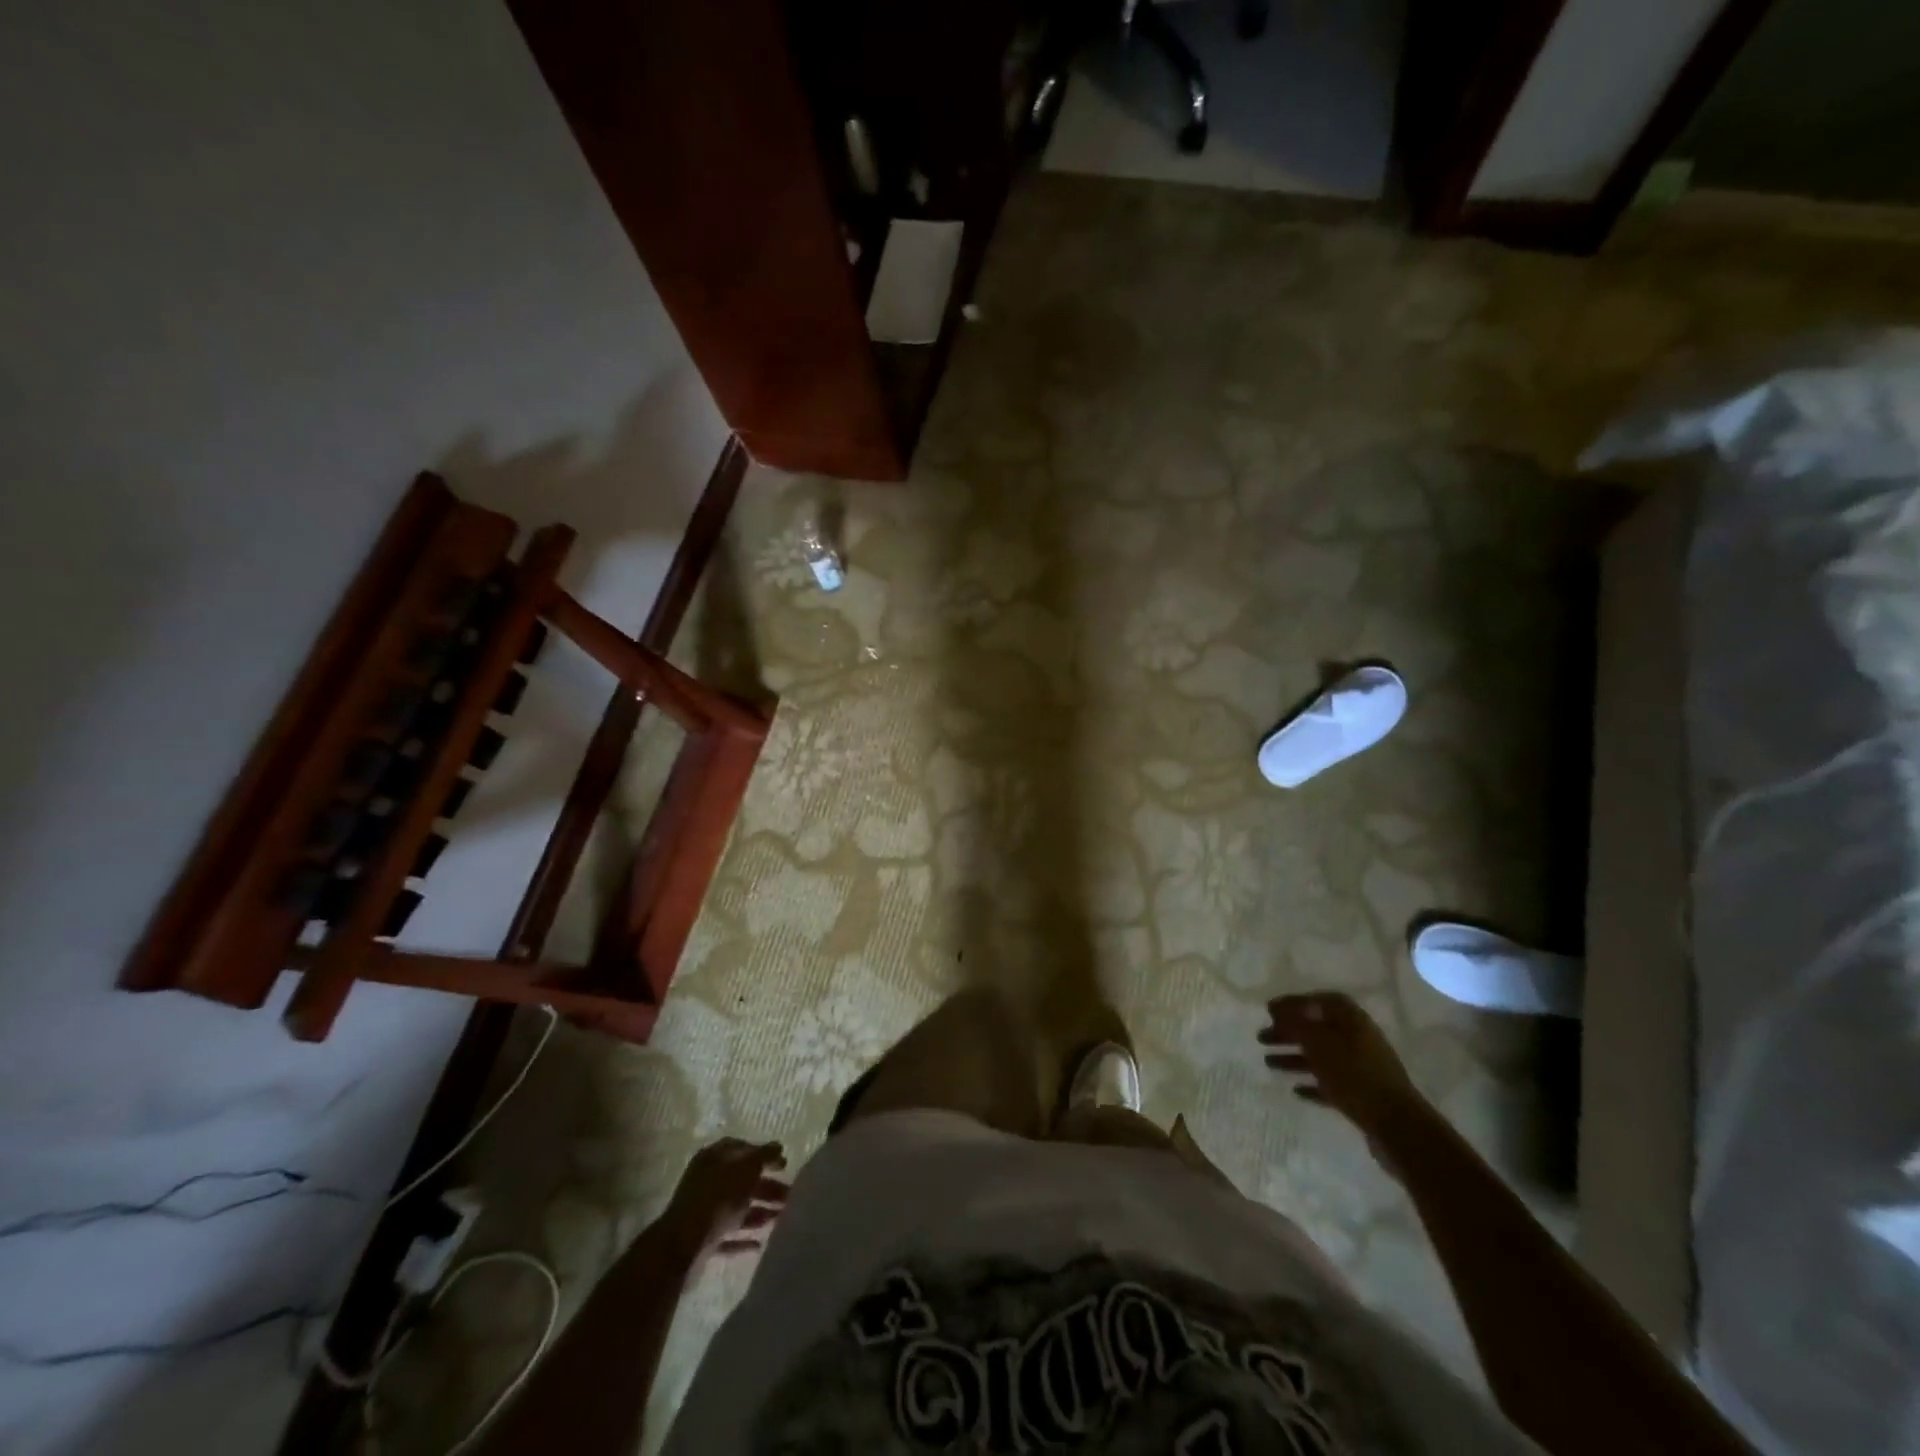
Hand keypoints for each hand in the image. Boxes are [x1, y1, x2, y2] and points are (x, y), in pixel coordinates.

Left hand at [661, 1137, 788, 1261]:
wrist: (683, 1246)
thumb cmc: (718, 1198)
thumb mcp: (747, 1169)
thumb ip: (764, 1155)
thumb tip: (778, 1147)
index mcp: (713, 1158)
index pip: (741, 1149)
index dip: (763, 1154)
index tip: (783, 1164)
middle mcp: (707, 1181)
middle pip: (741, 1180)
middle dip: (766, 1187)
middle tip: (789, 1194)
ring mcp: (703, 1212)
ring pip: (737, 1208)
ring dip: (759, 1211)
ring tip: (782, 1217)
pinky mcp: (703, 1240)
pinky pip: (728, 1235)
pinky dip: (744, 1237)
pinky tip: (761, 1243)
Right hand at [1258, 992, 1422, 1135]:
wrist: (1396, 1124)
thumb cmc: (1353, 1073)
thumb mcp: (1317, 1042)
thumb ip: (1295, 1023)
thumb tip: (1279, 1009)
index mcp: (1351, 1018)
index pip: (1318, 1001)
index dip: (1293, 1003)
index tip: (1269, 1010)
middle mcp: (1358, 1038)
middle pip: (1316, 1029)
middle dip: (1288, 1032)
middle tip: (1261, 1037)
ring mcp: (1361, 1067)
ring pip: (1321, 1057)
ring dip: (1294, 1058)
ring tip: (1268, 1063)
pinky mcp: (1362, 1094)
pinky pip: (1331, 1083)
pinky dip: (1313, 1083)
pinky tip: (1295, 1090)